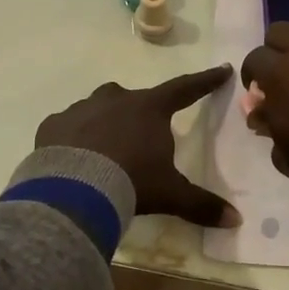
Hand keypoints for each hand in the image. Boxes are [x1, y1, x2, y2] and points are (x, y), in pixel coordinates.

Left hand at [35, 65, 240, 226]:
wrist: (73, 190)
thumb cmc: (131, 182)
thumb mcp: (170, 194)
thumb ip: (201, 204)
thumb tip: (236, 219)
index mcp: (148, 109)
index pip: (184, 89)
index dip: (205, 81)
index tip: (222, 69)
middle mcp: (115, 100)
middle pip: (133, 100)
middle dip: (138, 114)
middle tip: (140, 137)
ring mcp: (81, 110)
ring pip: (97, 109)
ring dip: (104, 124)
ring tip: (104, 152)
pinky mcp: (52, 125)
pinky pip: (66, 127)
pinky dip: (72, 138)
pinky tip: (73, 159)